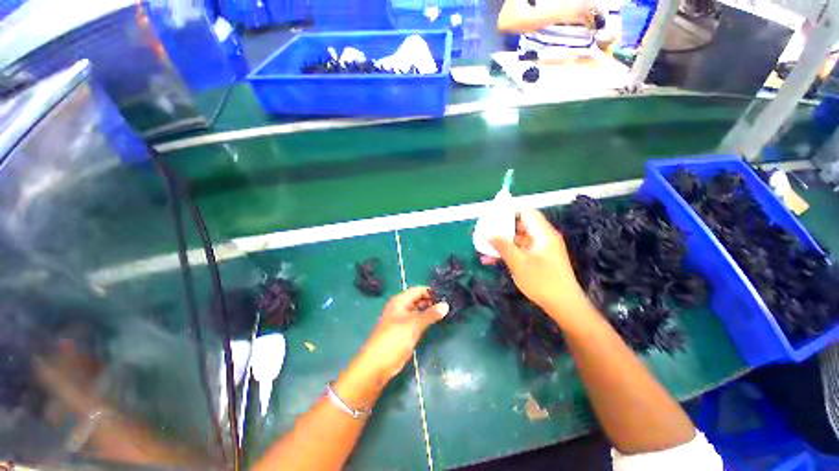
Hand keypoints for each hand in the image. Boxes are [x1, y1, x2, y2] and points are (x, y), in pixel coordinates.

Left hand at [358, 287, 448, 381]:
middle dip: (431, 300)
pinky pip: (417, 321)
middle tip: (448, 302)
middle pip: (418, 299)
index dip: (430, 291)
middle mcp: (401, 308)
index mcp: (400, 301)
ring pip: (418, 311)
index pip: (417, 290)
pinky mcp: (404, 331)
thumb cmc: (394, 339)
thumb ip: (430, 314)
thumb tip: (446, 305)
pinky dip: (426, 320)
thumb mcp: (414, 324)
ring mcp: (402, 320)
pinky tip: (436, 321)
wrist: (377, 365)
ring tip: (445, 310)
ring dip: (429, 310)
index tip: (445, 294)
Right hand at [489, 209, 587, 317]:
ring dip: (501, 243)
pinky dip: (507, 253)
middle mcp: (543, 238)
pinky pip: (520, 251)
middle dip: (501, 228)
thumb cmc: (542, 282)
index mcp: (543, 234)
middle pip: (520, 225)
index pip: (527, 213)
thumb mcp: (519, 264)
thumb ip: (503, 247)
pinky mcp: (538, 260)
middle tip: (485, 231)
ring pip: (518, 240)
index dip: (510, 211)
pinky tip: (491, 260)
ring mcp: (541, 249)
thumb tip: (489, 235)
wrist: (564, 306)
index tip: (493, 215)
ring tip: (483, 247)